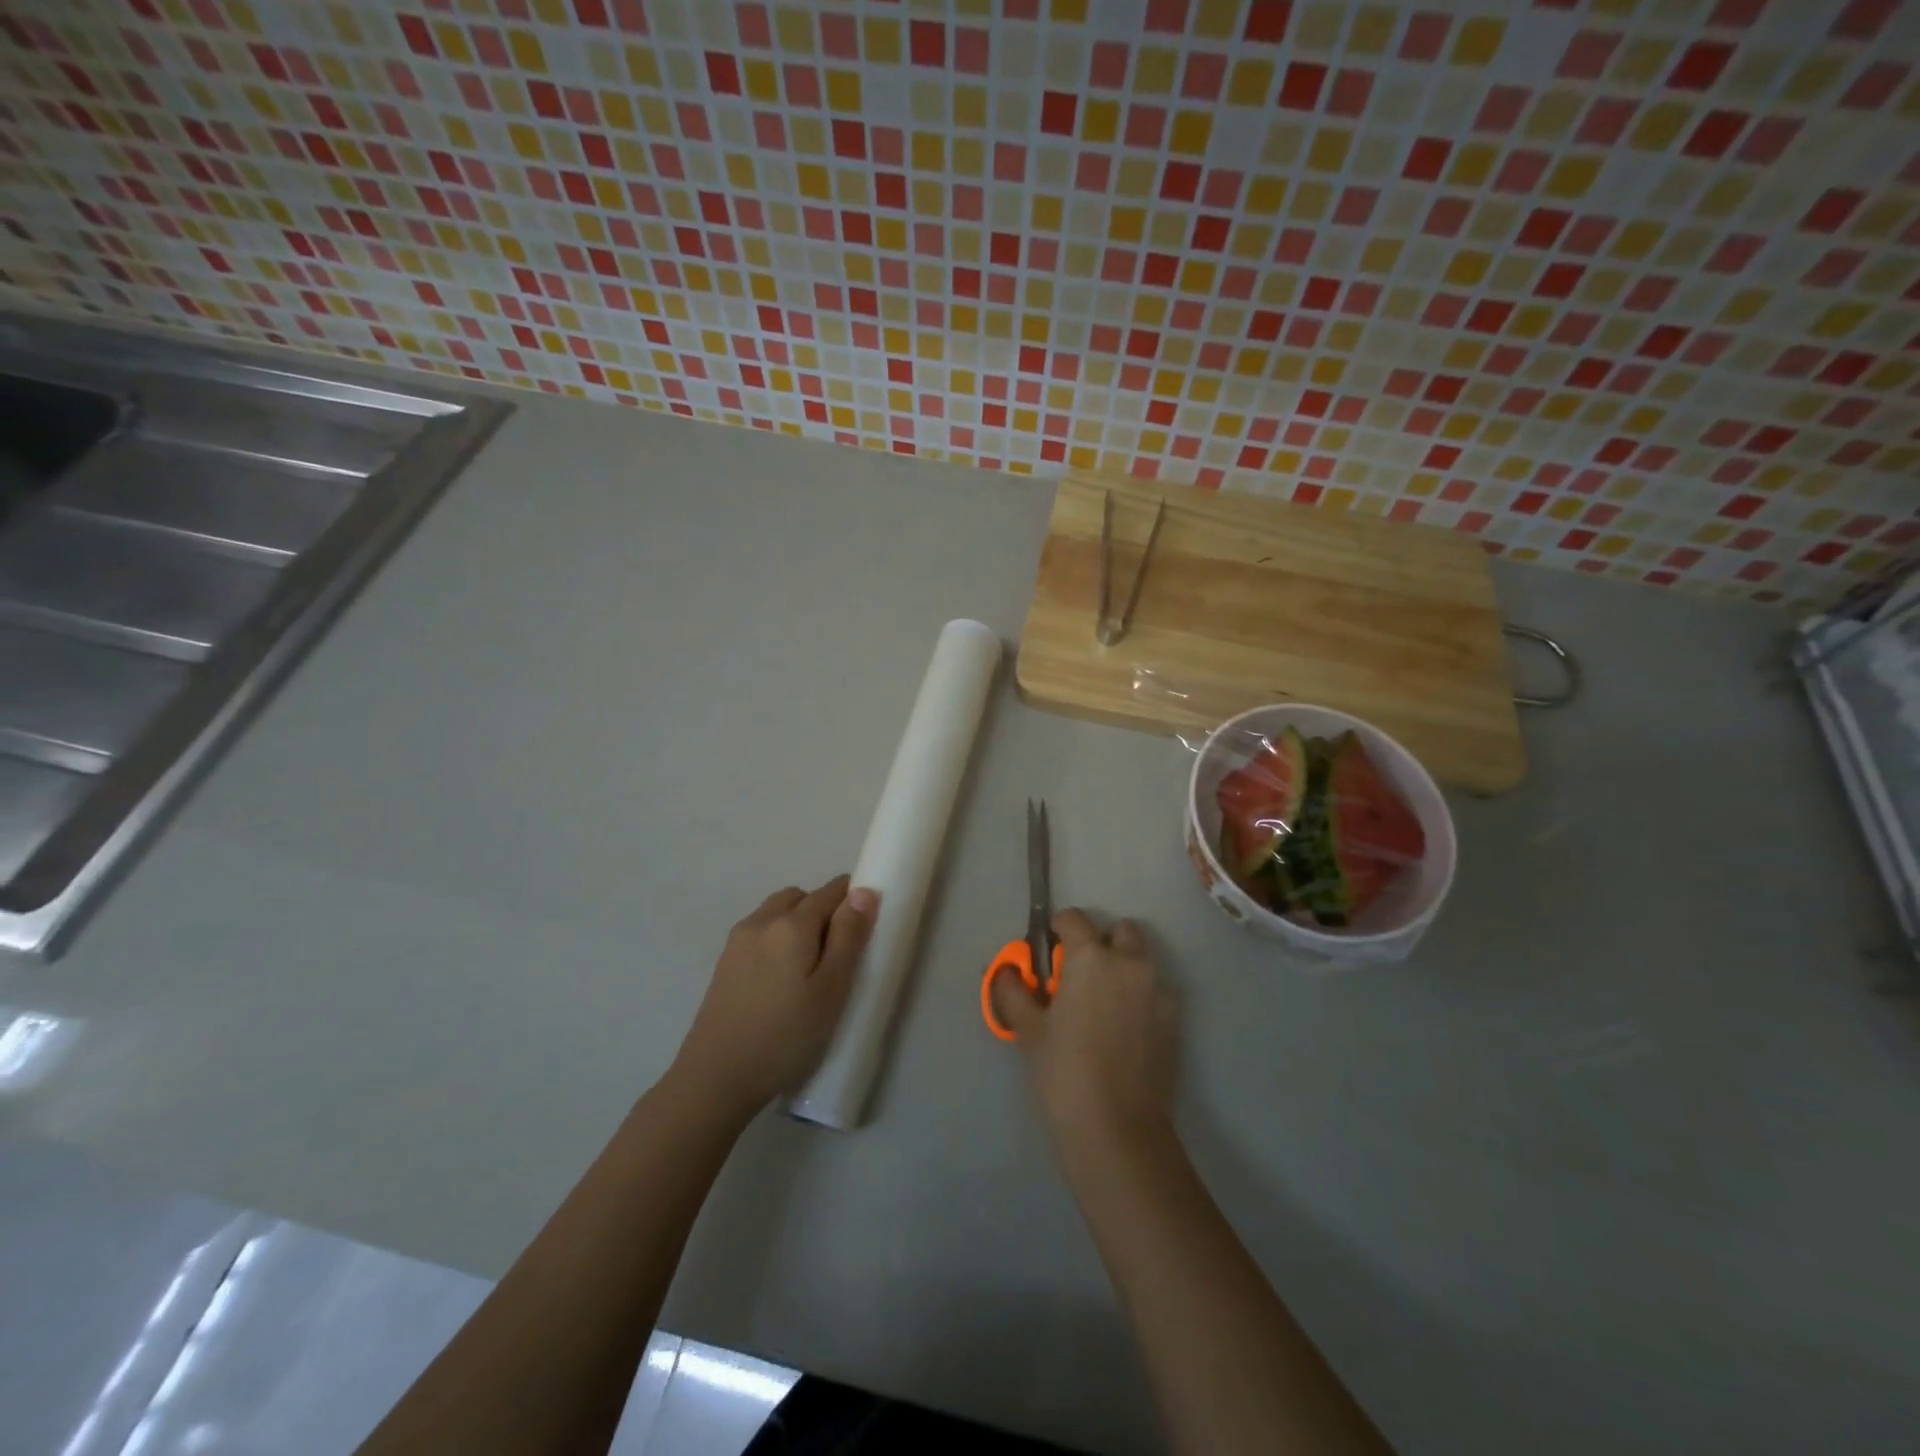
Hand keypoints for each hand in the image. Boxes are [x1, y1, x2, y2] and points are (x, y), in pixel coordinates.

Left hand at [672, 876, 876, 1118]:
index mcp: (792, 924)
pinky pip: (759, 931)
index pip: (831, 892)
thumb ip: (848, 936)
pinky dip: (777, 938)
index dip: (853, 900)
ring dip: (797, 922)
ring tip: (809, 965)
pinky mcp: (724, 962)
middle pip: (800, 897)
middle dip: (823, 909)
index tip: (865, 926)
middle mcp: (762, 921)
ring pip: (776, 911)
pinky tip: (781, 977)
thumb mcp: (832, 989)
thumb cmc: (786, 1036)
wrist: (716, 1078)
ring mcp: (738, 941)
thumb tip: (863, 891)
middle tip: (839, 951)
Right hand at [992, 909, 1178, 1151]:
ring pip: (1141, 959)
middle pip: (1119, 931)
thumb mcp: (1029, 1029)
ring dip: (1123, 966)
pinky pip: (1155, 990)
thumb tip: (1006, 972)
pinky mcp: (1175, 1019)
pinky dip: (1140, 995)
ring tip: (1103, 1003)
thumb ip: (1014, 991)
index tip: (1049, 951)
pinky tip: (1124, 1029)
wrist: (1117, 1128)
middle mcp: (1130, 962)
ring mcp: (1158, 989)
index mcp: (1091, 956)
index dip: (1058, 929)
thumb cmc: (1064, 1071)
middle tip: (1080, 976)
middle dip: (1101, 943)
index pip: (1074, 918)